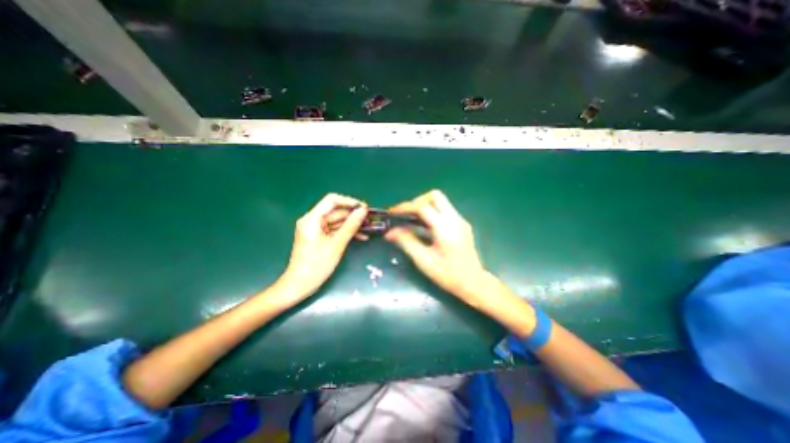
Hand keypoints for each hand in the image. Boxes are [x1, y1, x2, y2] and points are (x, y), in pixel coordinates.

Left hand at [275, 194, 368, 304]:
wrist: (299, 286)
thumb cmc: (316, 265)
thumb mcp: (337, 244)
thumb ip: (351, 226)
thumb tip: (363, 210)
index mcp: (312, 219)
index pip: (332, 200)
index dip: (350, 202)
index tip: (365, 208)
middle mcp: (313, 220)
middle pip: (336, 212)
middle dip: (353, 215)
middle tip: (371, 221)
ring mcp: (316, 229)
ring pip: (338, 221)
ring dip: (352, 225)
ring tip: (369, 229)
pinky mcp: (319, 237)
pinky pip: (335, 230)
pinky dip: (346, 233)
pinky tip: (361, 237)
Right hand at [385, 191, 487, 303]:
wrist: (473, 283)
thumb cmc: (448, 274)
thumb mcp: (424, 260)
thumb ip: (407, 242)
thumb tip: (390, 232)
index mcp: (445, 227)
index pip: (422, 207)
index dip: (405, 207)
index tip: (392, 212)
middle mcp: (455, 219)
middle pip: (435, 196)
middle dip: (417, 201)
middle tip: (406, 215)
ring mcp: (460, 221)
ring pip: (441, 201)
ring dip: (425, 206)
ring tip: (412, 220)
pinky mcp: (462, 225)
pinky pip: (444, 210)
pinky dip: (432, 212)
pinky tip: (425, 227)